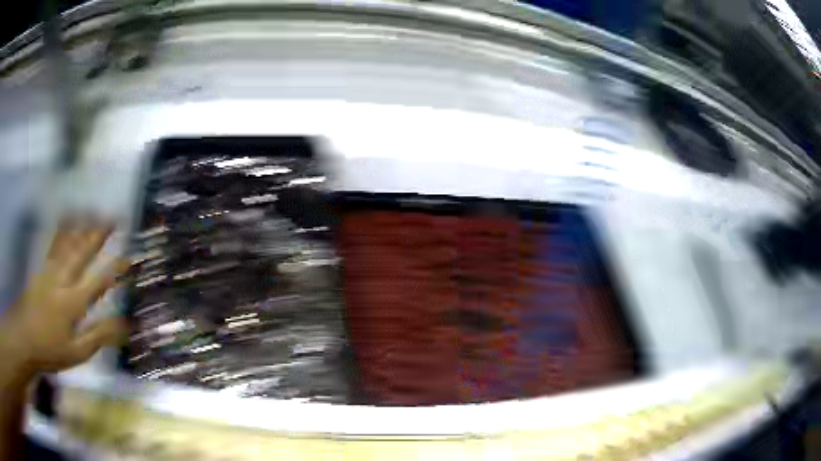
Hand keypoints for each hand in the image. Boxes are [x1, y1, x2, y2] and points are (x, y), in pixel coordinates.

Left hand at [0, 219, 127, 375]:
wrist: (24, 337)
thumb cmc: (50, 350)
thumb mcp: (77, 353)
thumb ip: (98, 336)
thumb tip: (124, 325)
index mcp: (73, 302)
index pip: (98, 281)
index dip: (115, 269)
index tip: (129, 257)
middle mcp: (63, 280)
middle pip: (82, 252)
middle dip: (99, 234)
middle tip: (114, 218)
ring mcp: (50, 270)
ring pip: (68, 242)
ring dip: (83, 226)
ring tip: (95, 211)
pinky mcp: (42, 267)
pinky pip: (54, 243)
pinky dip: (63, 228)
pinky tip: (68, 218)